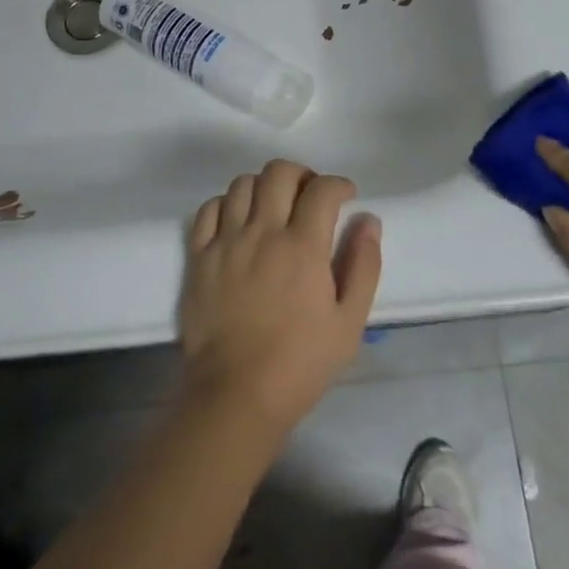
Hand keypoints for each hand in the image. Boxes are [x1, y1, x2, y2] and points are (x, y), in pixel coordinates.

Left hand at [179, 161, 382, 434]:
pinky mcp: (199, 257)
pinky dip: (227, 204)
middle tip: (310, 195)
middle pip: (279, 172)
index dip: (339, 184)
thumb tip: (368, 221)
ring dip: (264, 186)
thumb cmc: (300, 363)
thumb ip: (363, 266)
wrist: (235, 395)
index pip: (322, 189)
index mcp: (303, 246)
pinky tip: (239, 221)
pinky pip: (209, 209)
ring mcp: (226, 242)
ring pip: (242, 184)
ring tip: (274, 207)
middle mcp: (263, 233)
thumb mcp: (349, 322)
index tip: (345, 196)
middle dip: (302, 174)